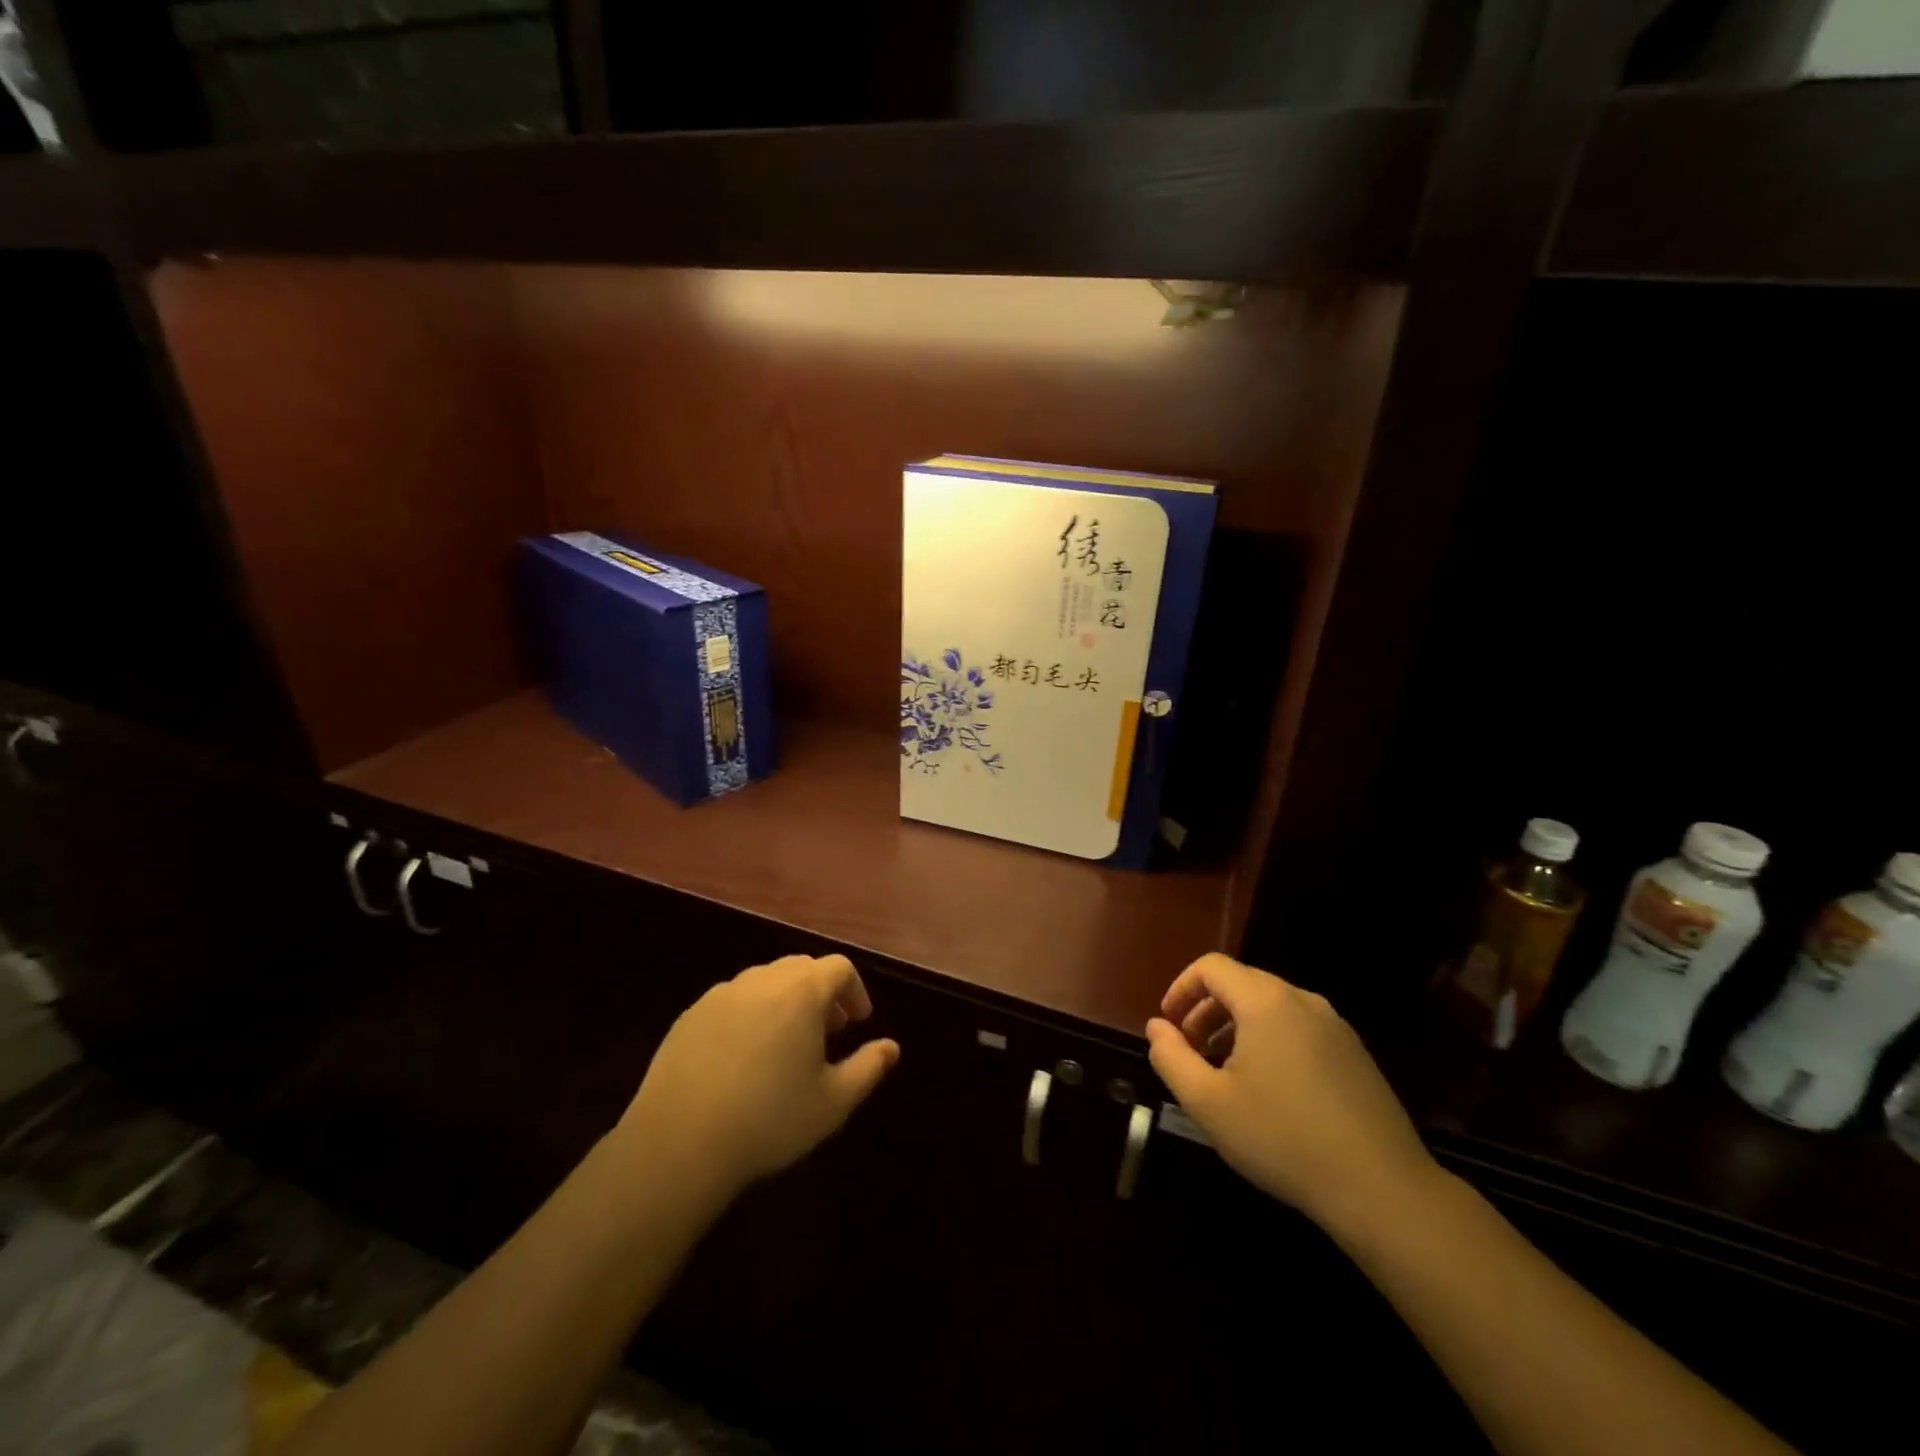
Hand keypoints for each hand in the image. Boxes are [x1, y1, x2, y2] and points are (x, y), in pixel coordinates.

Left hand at [615, 954, 898, 1205]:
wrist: (678, 1143)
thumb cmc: (769, 1119)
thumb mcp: (833, 1102)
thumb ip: (869, 1067)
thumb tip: (891, 1047)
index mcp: (801, 992)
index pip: (839, 968)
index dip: (855, 991)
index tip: (859, 1022)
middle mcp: (762, 980)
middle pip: (801, 968)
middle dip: (822, 993)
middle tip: (827, 1033)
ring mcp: (721, 994)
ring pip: (765, 981)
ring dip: (785, 1001)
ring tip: (786, 1045)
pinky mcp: (690, 1014)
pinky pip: (732, 1001)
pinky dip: (750, 1014)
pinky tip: (743, 1058)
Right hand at [1146, 953, 1440, 1235]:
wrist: (1382, 1190)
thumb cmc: (1283, 1138)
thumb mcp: (1208, 1103)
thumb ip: (1171, 1057)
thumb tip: (1157, 1027)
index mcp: (1265, 1001)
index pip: (1211, 967)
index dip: (1181, 989)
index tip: (1168, 1026)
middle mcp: (1302, 1000)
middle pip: (1241, 984)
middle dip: (1206, 1011)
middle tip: (1191, 1053)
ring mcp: (1335, 1026)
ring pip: (1271, 1008)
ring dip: (1236, 1028)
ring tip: (1225, 1074)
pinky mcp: (1355, 1054)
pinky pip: (1299, 1029)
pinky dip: (1270, 1042)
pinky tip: (1269, 1092)